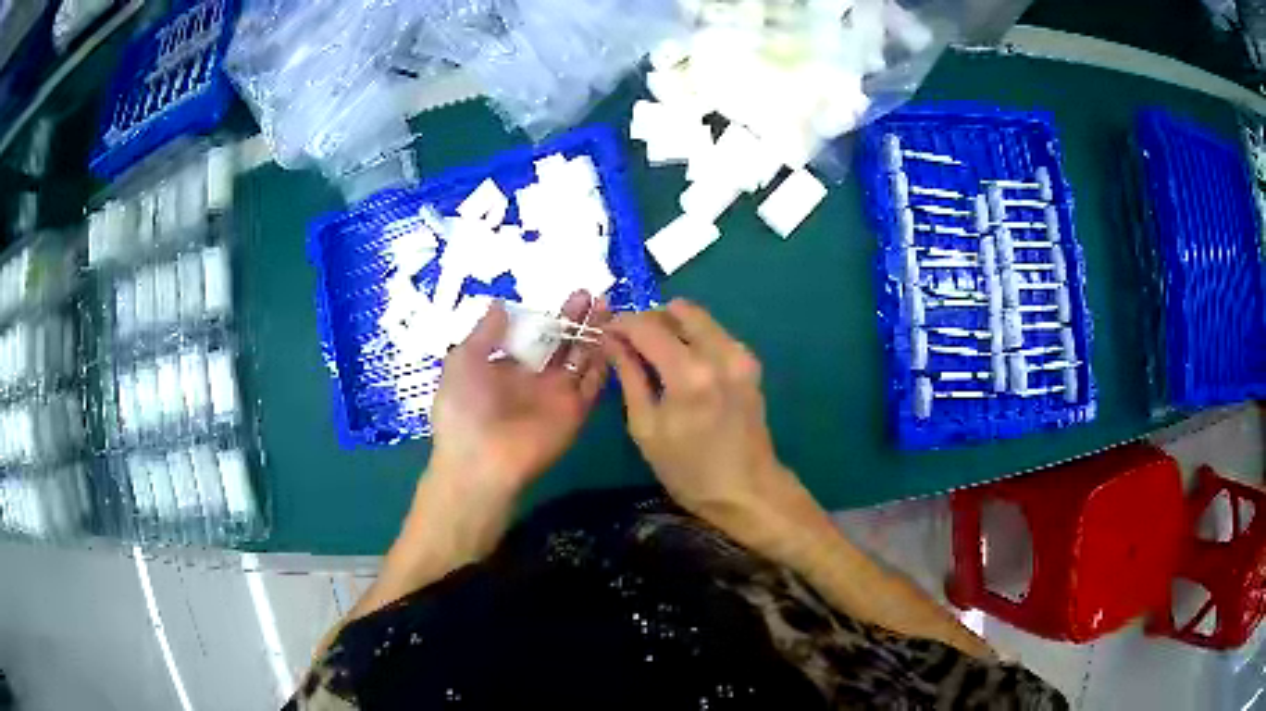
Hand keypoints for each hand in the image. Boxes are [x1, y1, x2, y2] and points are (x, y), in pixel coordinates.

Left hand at [429, 291, 611, 497]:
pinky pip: (593, 383)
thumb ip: (485, 332)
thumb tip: (501, 304)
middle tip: (592, 293)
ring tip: (607, 305)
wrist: (481, 462)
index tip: (562, 293)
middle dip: (576, 319)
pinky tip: (612, 335)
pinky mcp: (575, 410)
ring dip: (593, 334)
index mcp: (505, 367)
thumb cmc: (463, 408)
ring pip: (581, 358)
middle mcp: (533, 378)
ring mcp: (556, 394)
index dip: (548, 315)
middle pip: (561, 343)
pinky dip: (603, 361)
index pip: (533, 336)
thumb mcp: (462, 360)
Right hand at [603, 299, 813, 544]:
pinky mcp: (750, 363)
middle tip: (630, 339)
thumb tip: (611, 341)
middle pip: (679, 310)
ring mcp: (740, 355)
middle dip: (649, 317)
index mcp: (689, 374)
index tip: (606, 331)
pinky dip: (693, 337)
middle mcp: (719, 353)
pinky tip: (680, 361)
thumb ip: (629, 377)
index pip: (647, 327)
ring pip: (700, 318)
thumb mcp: (646, 428)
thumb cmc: (689, 470)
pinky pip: (715, 333)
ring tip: (652, 350)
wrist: (747, 490)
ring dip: (672, 325)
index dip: (622, 323)